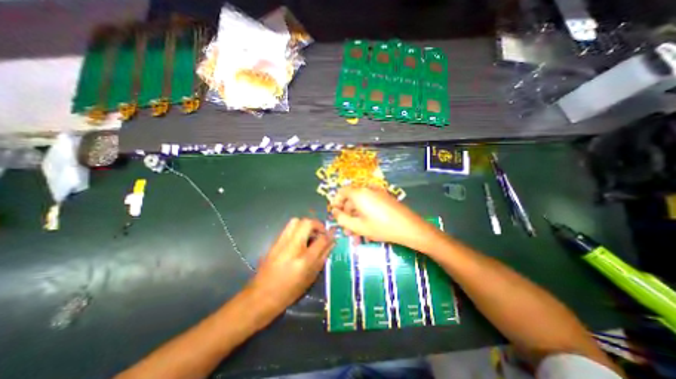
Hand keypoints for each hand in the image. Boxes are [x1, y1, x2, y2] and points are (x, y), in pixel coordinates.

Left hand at [248, 218, 332, 311]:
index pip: (321, 239)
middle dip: (317, 224)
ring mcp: (281, 243)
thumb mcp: (310, 277)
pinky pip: (288, 228)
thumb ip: (322, 257)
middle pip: (307, 223)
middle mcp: (292, 247)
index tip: (333, 234)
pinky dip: (297, 229)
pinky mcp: (275, 242)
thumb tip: (332, 242)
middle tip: (321, 233)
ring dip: (306, 224)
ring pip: (296, 221)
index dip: (329, 234)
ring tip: (310, 234)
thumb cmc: (289, 291)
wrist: (261, 296)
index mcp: (304, 260)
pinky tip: (299, 240)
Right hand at [328, 186, 431, 248]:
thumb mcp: (358, 226)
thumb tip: (334, 211)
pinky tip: (368, 230)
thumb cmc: (381, 227)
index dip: (336, 202)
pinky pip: (370, 205)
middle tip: (347, 231)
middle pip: (352, 200)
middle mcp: (367, 190)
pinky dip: (366, 216)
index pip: (342, 191)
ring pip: (361, 205)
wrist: (409, 227)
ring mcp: (378, 194)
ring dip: (356, 219)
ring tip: (357, 235)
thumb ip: (342, 219)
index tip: (335, 214)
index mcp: (359, 194)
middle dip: (347, 216)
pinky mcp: (385, 199)